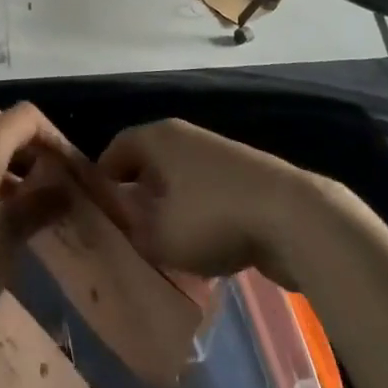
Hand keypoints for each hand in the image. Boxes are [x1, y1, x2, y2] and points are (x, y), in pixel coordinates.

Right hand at [98, 118, 317, 288]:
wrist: (292, 215)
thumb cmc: (212, 217)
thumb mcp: (159, 236)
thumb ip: (133, 232)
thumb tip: (126, 227)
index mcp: (159, 137)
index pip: (116, 147)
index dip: (101, 178)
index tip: (95, 211)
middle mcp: (185, 138)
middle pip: (148, 163)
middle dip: (135, 195)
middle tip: (125, 232)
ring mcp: (218, 156)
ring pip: (178, 181)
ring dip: (167, 209)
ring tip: (161, 246)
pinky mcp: (244, 179)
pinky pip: (205, 195)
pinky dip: (197, 216)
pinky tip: (199, 249)